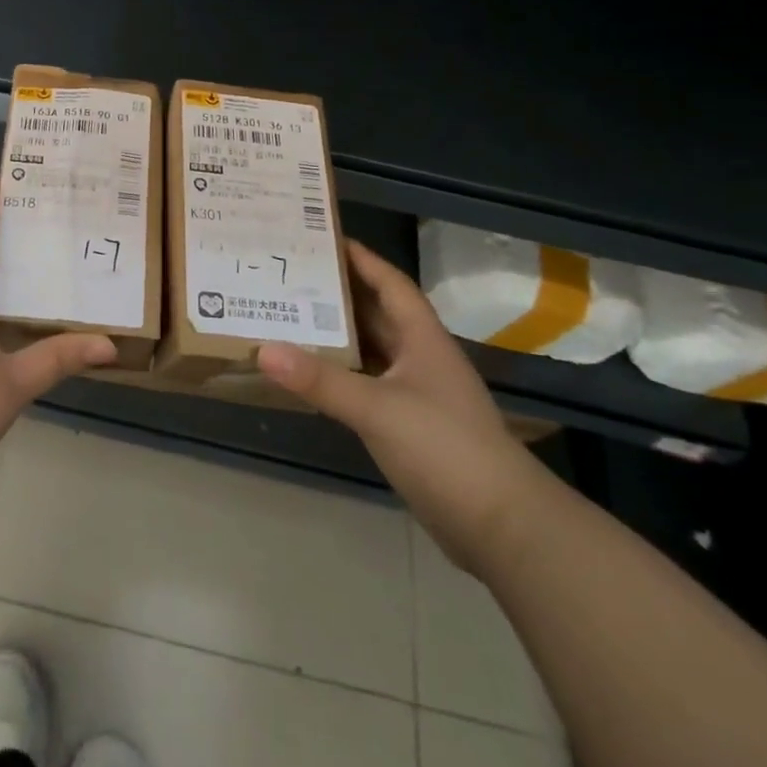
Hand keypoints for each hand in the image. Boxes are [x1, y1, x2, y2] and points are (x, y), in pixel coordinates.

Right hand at [257, 241, 548, 572]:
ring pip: (370, 350)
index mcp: (422, 340)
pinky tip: (309, 373)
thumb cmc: (445, 449)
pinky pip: (365, 384)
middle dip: (338, 293)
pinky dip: (339, 373)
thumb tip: (264, 350)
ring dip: (336, 334)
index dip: (362, 259)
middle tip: (290, 274)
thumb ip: (321, 380)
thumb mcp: (378, 408)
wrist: (502, 527)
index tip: (323, 239)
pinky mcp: (408, 426)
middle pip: (376, 313)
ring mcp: (415, 394)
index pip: (391, 284)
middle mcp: (419, 359)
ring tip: (288, 315)